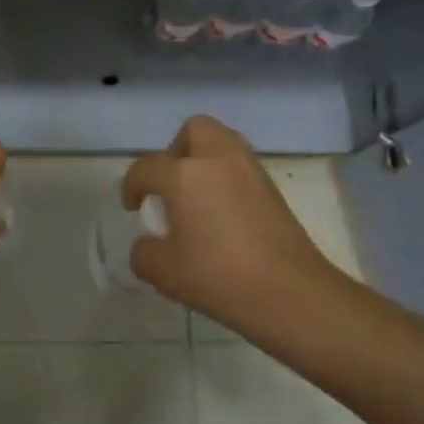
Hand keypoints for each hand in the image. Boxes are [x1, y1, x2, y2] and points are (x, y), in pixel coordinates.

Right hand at [123, 115, 338, 336]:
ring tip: (197, 197)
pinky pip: (240, 167)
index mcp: (184, 174)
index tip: (133, 207)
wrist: (291, 293)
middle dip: (176, 150)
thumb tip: (148, 244)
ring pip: (222, 143)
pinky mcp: (272, 188)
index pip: (147, 168)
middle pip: (194, 130)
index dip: (132, 186)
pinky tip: (223, 214)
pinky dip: (226, 178)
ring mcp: (250, 170)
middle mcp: (217, 159)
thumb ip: (145, 253)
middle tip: (171, 185)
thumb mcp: (165, 272)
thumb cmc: (219, 277)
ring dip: (204, 160)